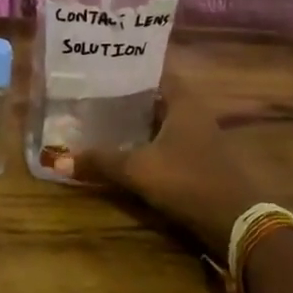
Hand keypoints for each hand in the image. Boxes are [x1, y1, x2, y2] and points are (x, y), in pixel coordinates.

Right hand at [74, 87, 261, 260]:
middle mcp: (195, 113)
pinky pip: (169, 142)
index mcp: (184, 102)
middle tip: (94, 94)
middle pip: (157, 97)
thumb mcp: (139, 170)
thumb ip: (101, 162)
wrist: (236, 223)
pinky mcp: (201, 160)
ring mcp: (201, 138)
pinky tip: (127, 149)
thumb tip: (57, 161)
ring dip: (138, 122)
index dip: (130, 69)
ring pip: (163, 121)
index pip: (155, 72)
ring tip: (103, 119)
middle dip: (128, 96)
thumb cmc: (188, 181)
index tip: (102, 69)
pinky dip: (149, 142)